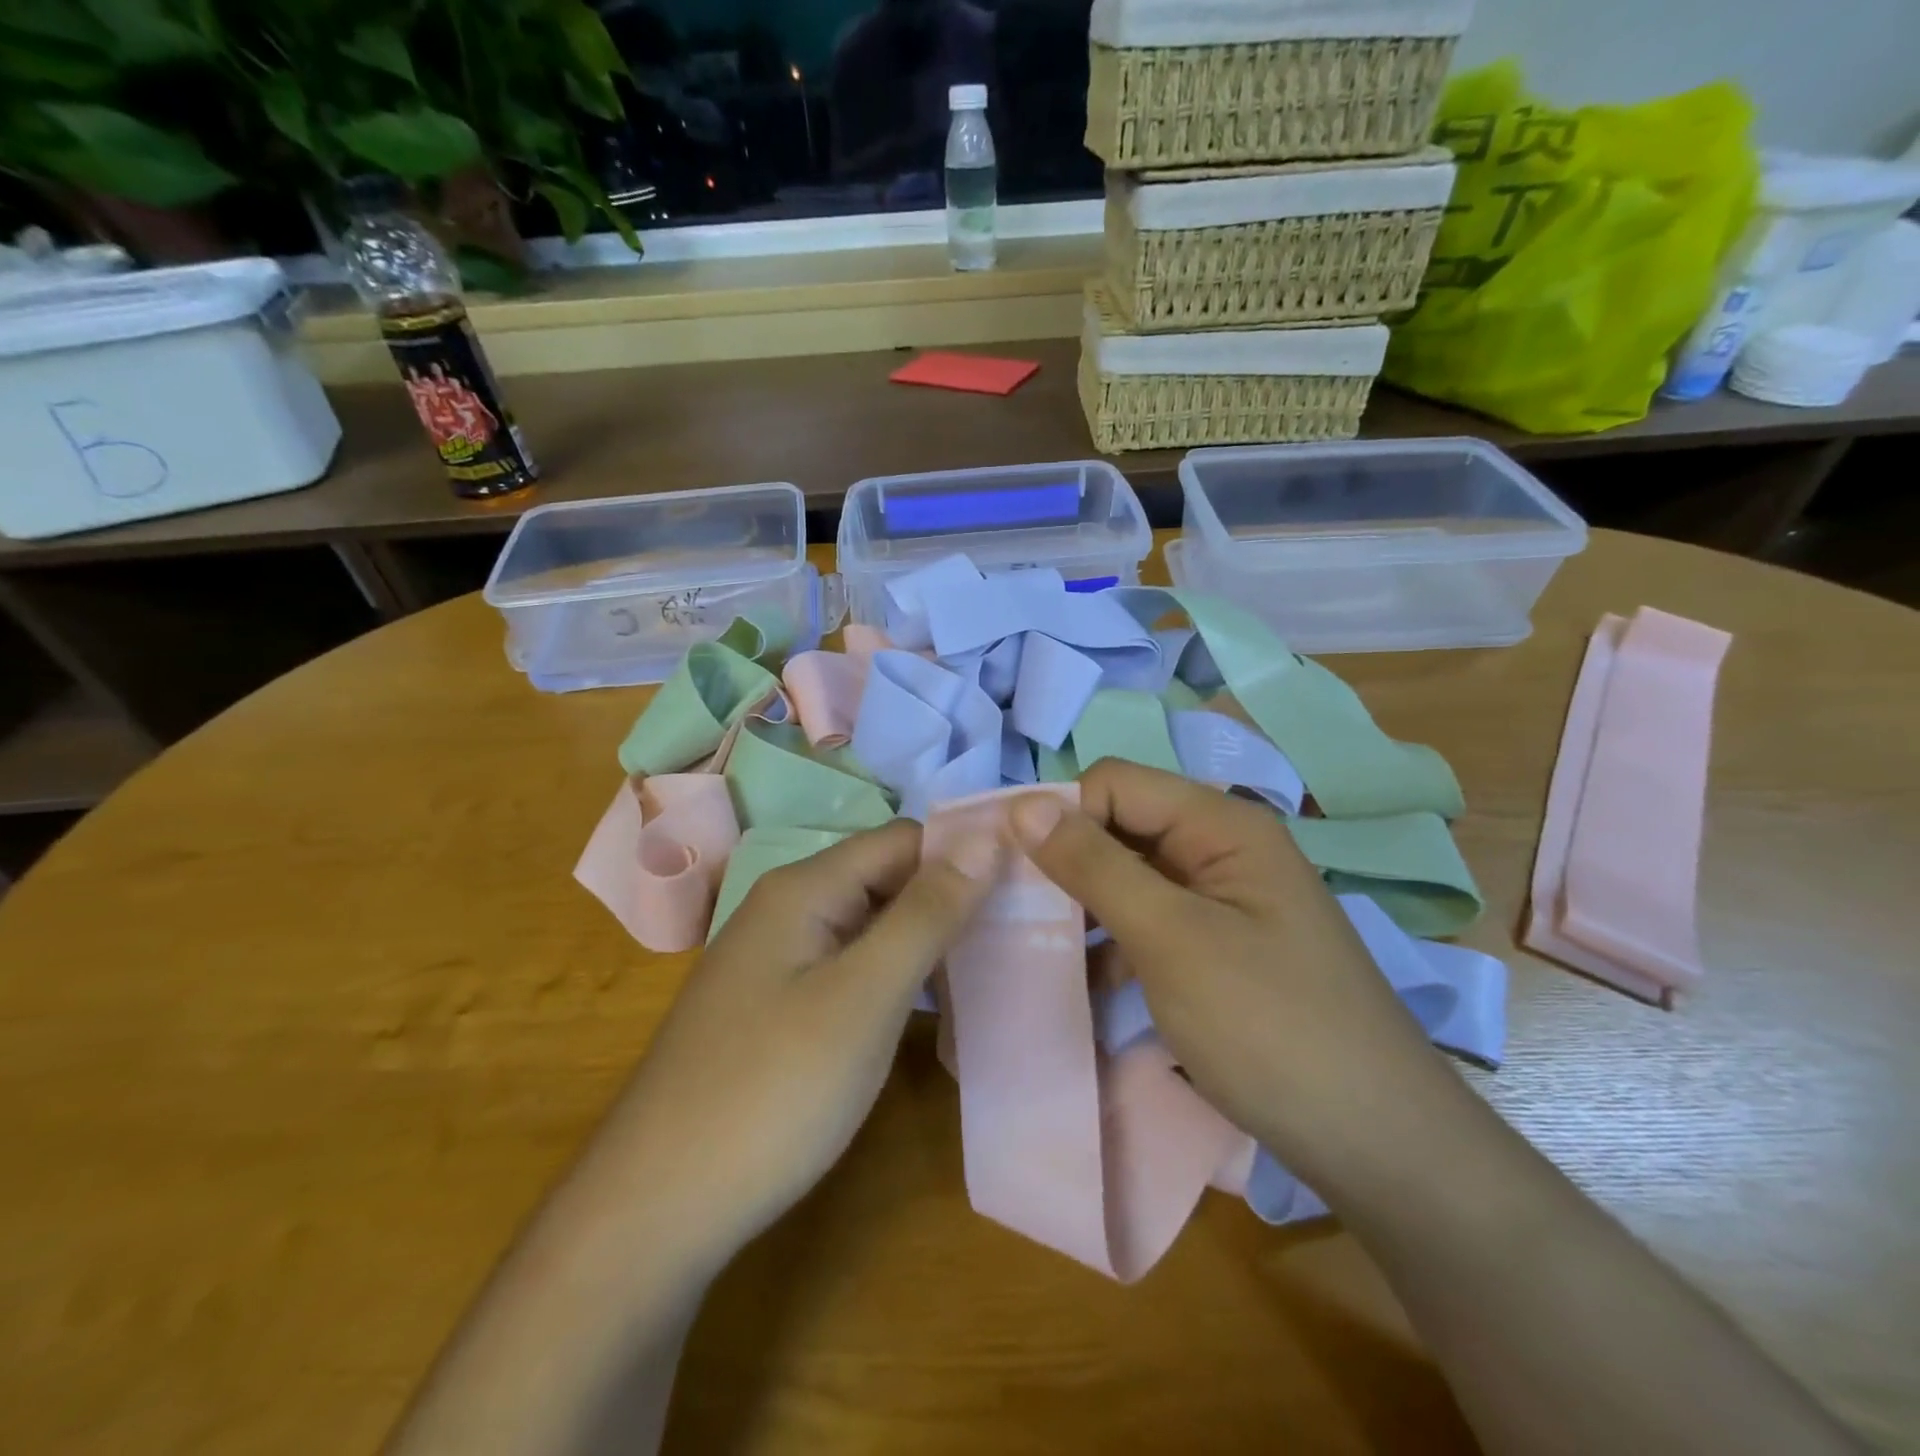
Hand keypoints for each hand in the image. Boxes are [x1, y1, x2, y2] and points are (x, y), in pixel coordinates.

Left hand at [611, 819, 1003, 1271]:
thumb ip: (928, 912)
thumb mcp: (865, 996)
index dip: (966, 854)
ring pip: (873, 927)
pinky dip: (897, 978)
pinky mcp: (779, 1008)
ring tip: (999, 968)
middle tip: (1027, 933)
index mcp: (805, 888)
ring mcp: (779, 961)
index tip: (1031, 884)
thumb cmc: (772, 1091)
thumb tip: (987, 836)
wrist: (655, 1210)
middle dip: (953, 900)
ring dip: (929, 941)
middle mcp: (789, 909)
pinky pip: (852, 969)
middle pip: (888, 879)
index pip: (905, 840)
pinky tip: (936, 1009)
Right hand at [1007, 760, 1462, 1189]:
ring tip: (1037, 949)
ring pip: (1130, 877)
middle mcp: (1222, 848)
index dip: (1061, 816)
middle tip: (1014, 914)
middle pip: (1122, 826)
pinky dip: (1113, 942)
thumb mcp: (1171, 938)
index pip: (1115, 784)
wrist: (1378, 1145)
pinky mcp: (1220, 947)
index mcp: (1221, 824)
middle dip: (1067, 863)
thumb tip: (1023, 804)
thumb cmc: (1271, 1028)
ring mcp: (1223, 901)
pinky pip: (1150, 921)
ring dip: (1084, 906)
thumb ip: (1095, 865)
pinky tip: (1084, 982)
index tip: (1012, 871)